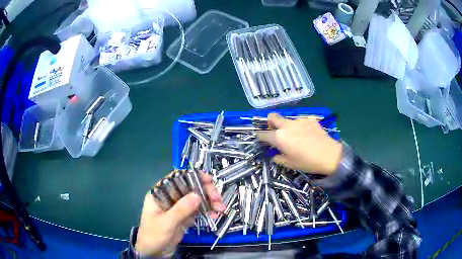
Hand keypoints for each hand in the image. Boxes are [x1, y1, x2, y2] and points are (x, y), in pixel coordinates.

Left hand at [135, 173, 224, 255]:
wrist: (153, 253)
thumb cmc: (153, 236)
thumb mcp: (166, 223)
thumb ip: (181, 209)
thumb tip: (197, 195)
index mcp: (159, 194)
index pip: (176, 178)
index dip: (192, 177)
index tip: (208, 180)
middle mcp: (169, 198)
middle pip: (189, 188)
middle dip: (205, 191)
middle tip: (217, 199)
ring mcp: (177, 208)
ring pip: (195, 199)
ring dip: (209, 202)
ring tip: (220, 209)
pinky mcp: (183, 217)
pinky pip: (197, 210)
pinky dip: (207, 211)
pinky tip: (215, 215)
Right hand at [257, 113, 341, 174]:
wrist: (329, 155)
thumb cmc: (307, 162)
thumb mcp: (290, 164)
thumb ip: (278, 158)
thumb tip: (275, 154)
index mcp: (280, 137)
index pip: (263, 134)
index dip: (260, 136)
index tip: (261, 139)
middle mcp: (287, 125)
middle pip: (272, 117)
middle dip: (270, 122)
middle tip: (275, 131)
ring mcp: (299, 120)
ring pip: (287, 120)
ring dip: (287, 126)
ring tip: (296, 136)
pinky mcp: (310, 119)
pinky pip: (301, 121)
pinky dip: (300, 127)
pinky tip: (308, 134)